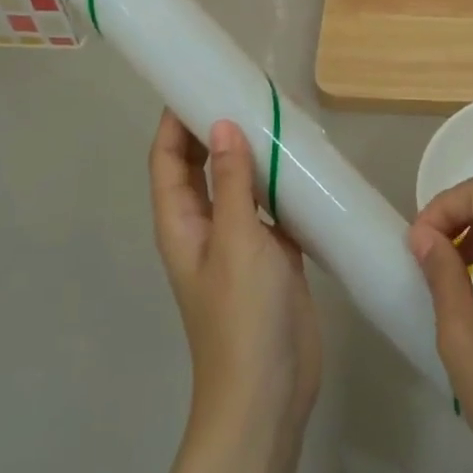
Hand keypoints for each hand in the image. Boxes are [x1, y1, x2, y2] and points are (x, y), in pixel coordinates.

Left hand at [148, 111, 320, 437]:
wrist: (269, 393)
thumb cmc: (242, 316)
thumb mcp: (236, 241)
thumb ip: (232, 182)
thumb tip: (221, 123)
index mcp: (181, 223)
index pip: (167, 160)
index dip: (173, 122)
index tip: (196, 80)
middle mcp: (205, 227)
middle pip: (201, 167)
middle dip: (214, 129)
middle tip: (244, 89)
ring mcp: (240, 242)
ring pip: (240, 184)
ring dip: (252, 153)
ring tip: (277, 116)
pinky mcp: (273, 255)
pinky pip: (273, 207)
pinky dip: (283, 184)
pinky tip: (306, 164)